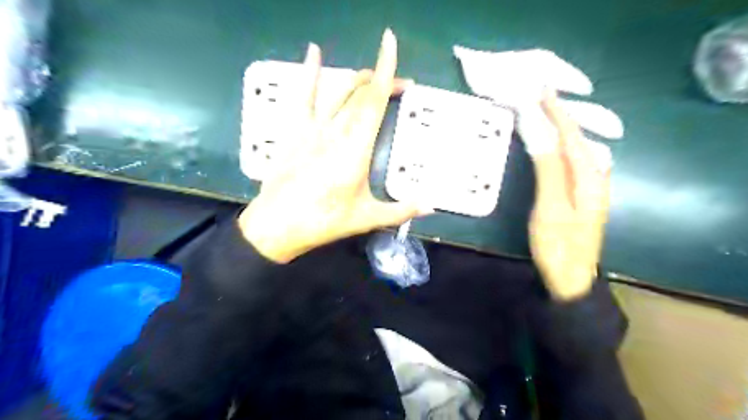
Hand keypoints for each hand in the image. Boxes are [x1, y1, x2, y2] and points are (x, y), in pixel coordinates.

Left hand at [237, 30, 428, 262]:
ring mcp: (313, 127)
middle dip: (382, 80)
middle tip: (401, 86)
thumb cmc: (325, 221)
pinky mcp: (295, 130)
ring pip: (338, 91)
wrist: (278, 224)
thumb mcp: (368, 217)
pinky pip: (303, 96)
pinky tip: (314, 52)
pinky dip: (309, 72)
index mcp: (356, 149)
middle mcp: (336, 130)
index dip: (386, 70)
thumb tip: (432, 205)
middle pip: (361, 93)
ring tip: (373, 76)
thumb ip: (402, 209)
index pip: (375, 101)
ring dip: (358, 79)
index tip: (391, 43)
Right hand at [525, 92, 612, 301]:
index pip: (572, 137)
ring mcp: (588, 189)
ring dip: (561, 130)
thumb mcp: (551, 208)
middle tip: (540, 98)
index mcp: (589, 179)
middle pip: (577, 140)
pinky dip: (560, 148)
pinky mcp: (579, 197)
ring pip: (575, 150)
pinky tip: (555, 145)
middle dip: (560, 117)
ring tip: (545, 114)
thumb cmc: (558, 244)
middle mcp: (594, 178)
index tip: (541, 91)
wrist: (570, 278)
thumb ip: (549, 170)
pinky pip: (570, 163)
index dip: (557, 113)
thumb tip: (542, 136)